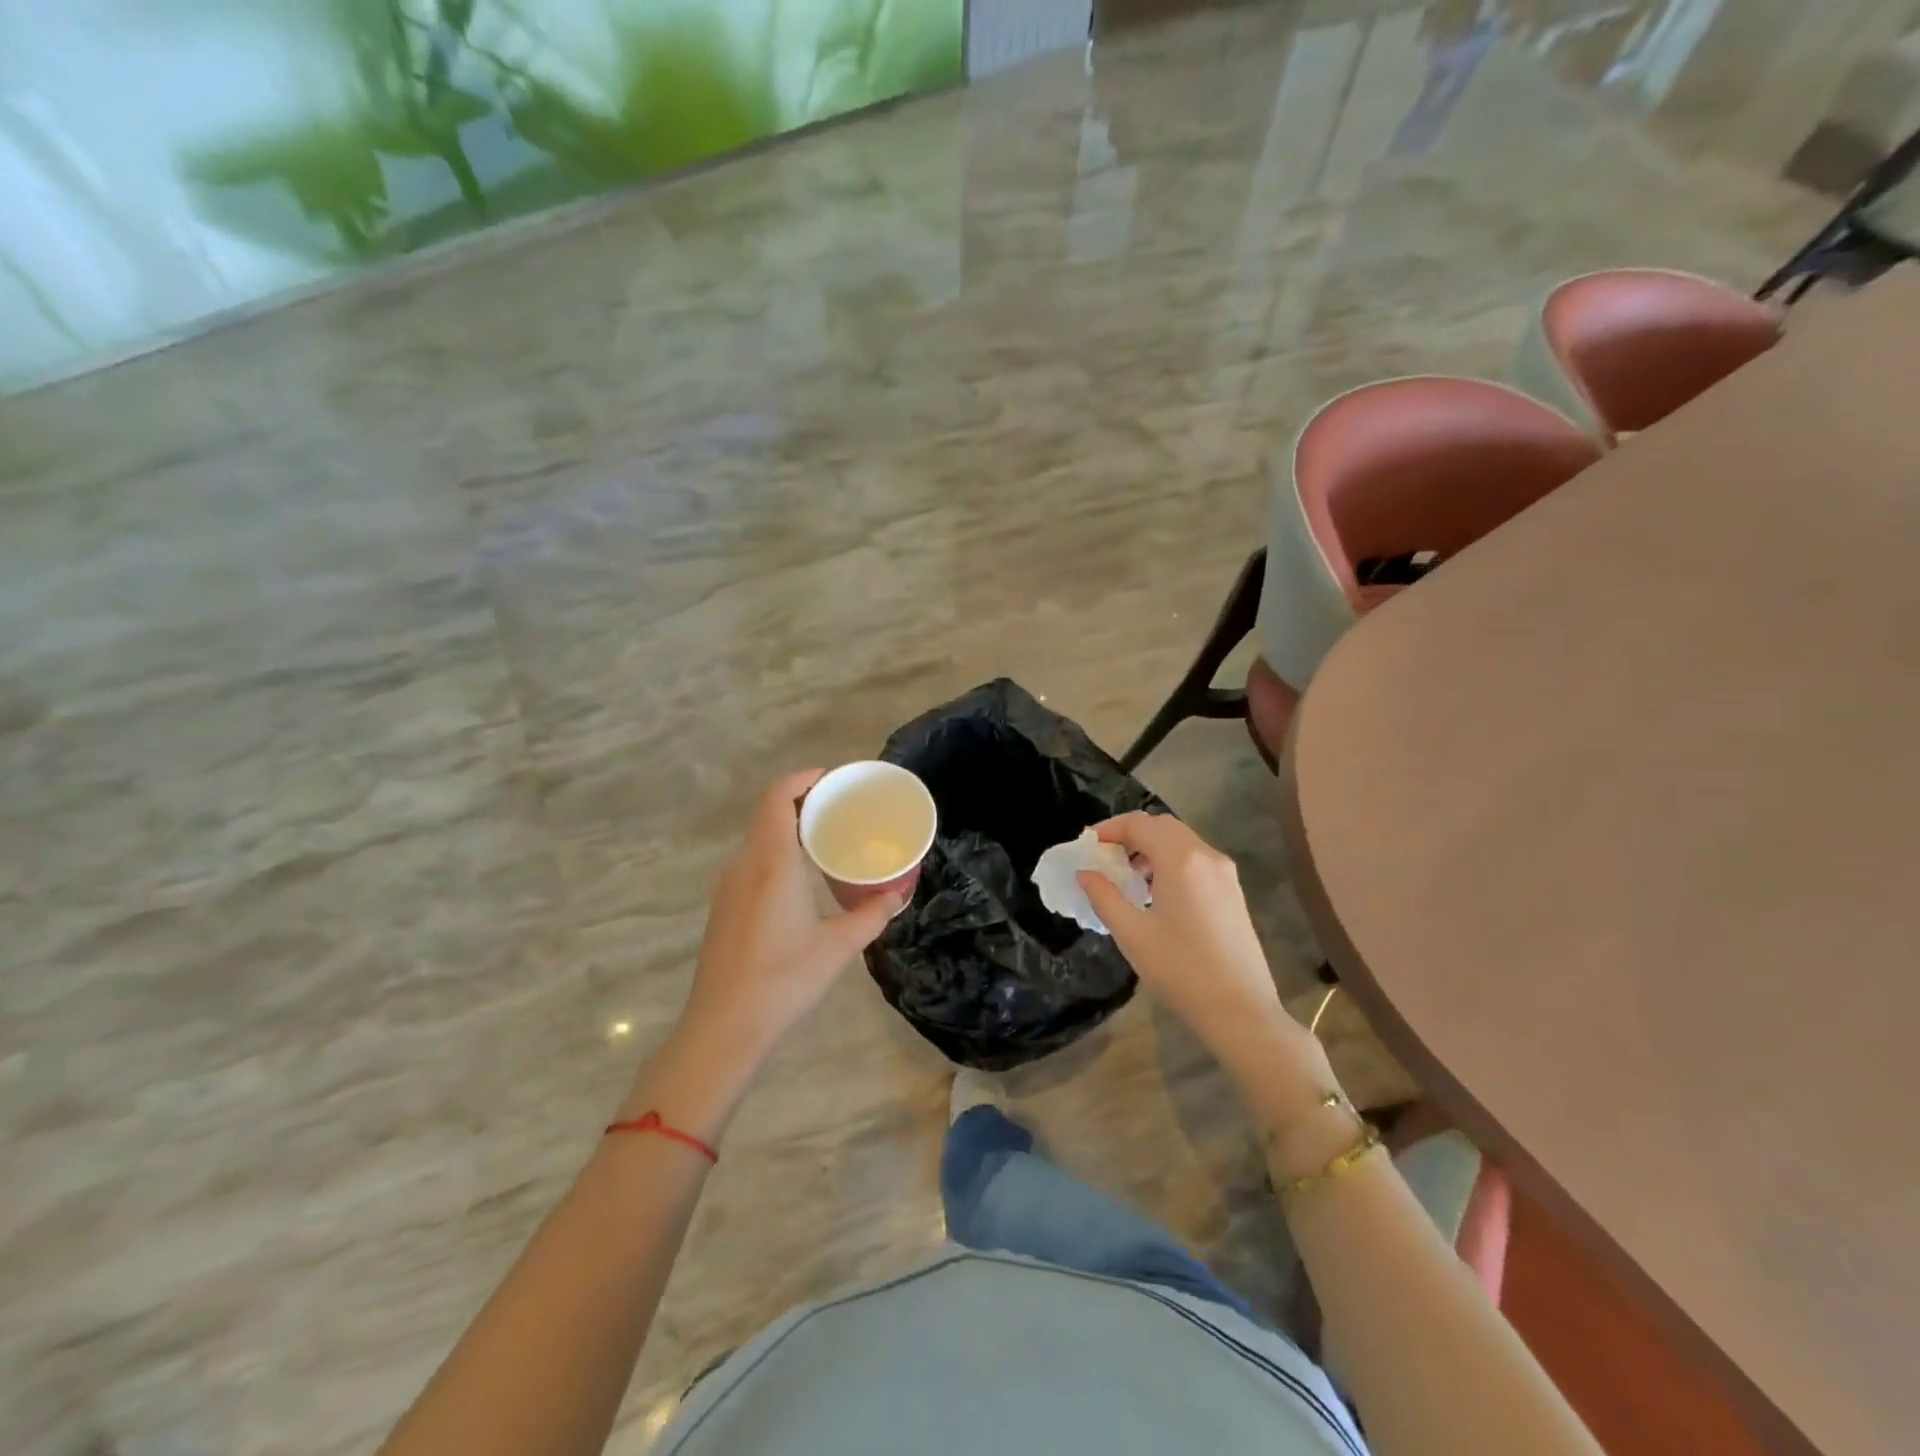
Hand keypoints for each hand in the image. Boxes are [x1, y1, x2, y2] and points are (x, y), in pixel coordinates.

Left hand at [680, 770, 903, 1061]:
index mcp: (771, 861)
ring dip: (790, 827)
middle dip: (805, 801)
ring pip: (760, 837)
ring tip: (828, 839)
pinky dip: (778, 851)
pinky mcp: (724, 907)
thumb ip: (871, 916)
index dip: (805, 778)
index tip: (836, 781)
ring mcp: (729, 886)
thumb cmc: (783, 979)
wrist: (723, 1027)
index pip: (779, 795)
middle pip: (769, 812)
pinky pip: (753, 861)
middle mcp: (745, 864)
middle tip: (843, 809)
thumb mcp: (838, 947)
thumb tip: (897, 896)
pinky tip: (802, 878)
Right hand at [1078, 813, 1332, 1096]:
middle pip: (1163, 826)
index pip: (1140, 824)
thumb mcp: (1132, 934)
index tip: (1087, 846)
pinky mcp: (1233, 893)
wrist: (1241, 1011)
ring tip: (1127, 878)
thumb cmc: (1181, 970)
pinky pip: (1196, 861)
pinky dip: (1171, 863)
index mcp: (1181, 859)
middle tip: (1105, 857)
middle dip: (1131, 834)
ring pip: (1182, 842)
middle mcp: (1207, 856)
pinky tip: (1156, 895)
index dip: (1109, 829)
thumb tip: (1085, 873)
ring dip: (1151, 848)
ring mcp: (1225, 874)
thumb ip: (1104, 896)